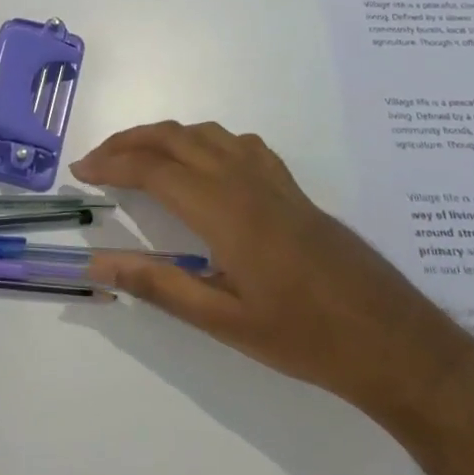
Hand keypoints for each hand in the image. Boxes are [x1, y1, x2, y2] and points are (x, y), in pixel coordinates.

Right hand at [71, 122, 458, 409]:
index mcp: (223, 210)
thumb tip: (98, 262)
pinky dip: (204, 141)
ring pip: (207, 134)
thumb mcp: (222, 320)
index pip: (152, 169)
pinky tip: (202, 165)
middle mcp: (244, 181)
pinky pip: (238, 144)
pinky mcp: (292, 188)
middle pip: (175, 138)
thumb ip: (158, 284)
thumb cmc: (303, 336)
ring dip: (164, 136)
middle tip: (97, 160)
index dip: (110, 164)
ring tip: (138, 157)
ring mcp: (273, 180)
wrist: (392, 340)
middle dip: (128, 141)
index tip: (80, 172)